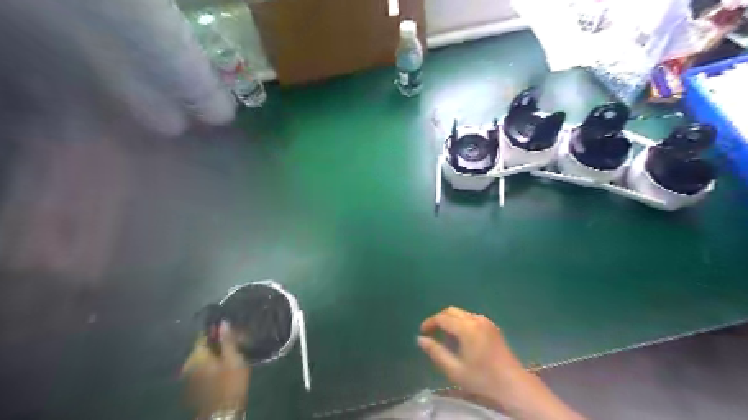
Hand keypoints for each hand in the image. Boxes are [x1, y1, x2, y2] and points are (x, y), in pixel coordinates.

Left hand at [184, 322, 250, 415]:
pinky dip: (211, 364)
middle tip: (234, 341)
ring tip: (230, 353)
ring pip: (202, 358)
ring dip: (214, 354)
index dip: (216, 330)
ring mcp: (189, 377)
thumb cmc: (231, 382)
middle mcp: (188, 364)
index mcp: (196, 355)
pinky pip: (202, 369)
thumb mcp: (234, 358)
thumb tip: (223, 322)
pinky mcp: (193, 386)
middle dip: (216, 342)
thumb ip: (227, 340)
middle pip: (202, 347)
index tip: (230, 328)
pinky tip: (223, 366)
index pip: (202, 335)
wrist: (223, 412)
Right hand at [416, 305, 583, 419]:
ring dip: (450, 320)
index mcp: (467, 328)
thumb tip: (420, 339)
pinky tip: (459, 338)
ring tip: (443, 337)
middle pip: (451, 311)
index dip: (430, 323)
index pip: (442, 318)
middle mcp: (476, 319)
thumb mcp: (454, 370)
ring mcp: (486, 321)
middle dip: (439, 319)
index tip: (422, 333)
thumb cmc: (482, 379)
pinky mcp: (491, 326)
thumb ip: (436, 352)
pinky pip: (470, 318)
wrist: (513, 384)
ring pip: (461, 313)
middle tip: (431, 333)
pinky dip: (460, 322)